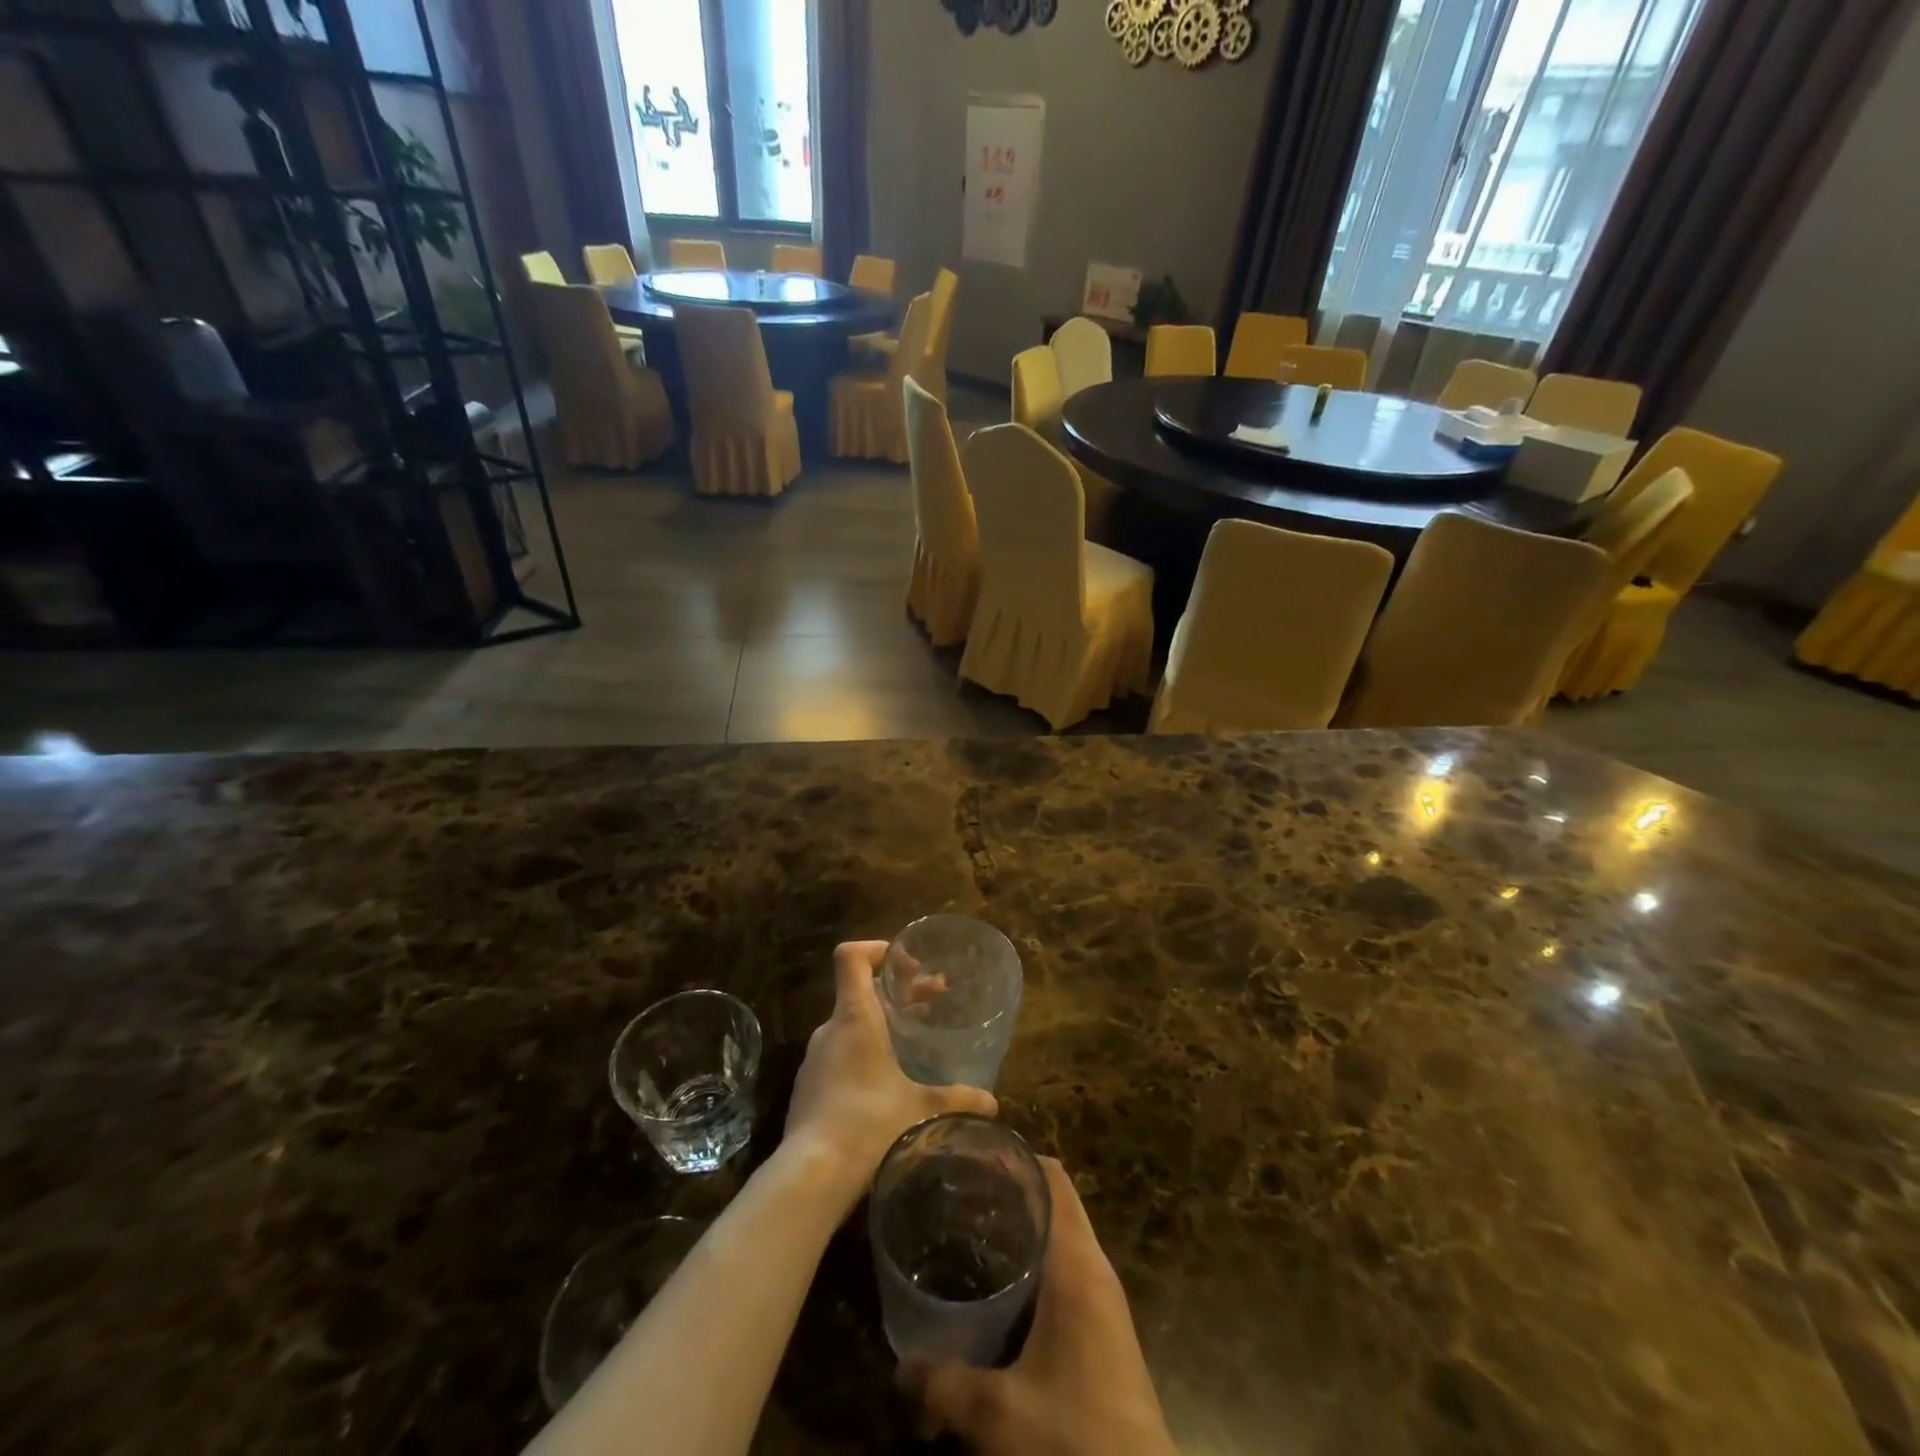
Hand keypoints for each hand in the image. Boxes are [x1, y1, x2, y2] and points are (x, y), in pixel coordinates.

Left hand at [784, 942, 995, 1197]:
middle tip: (933, 1000)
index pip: (851, 958)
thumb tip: (991, 1102)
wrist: (811, 1175)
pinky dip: (863, 1052)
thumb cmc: (868, 1124)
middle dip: (897, 992)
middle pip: (859, 991)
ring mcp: (815, 1060)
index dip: (876, 950)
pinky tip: (886, 1081)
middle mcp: (830, 1030)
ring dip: (881, 1023)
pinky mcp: (808, 1088)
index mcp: (854, 1018)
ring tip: (913, 1041)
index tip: (907, 965)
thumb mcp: (921, 1109)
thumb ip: (957, 1099)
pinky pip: (838, 1054)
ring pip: (850, 1024)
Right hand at [904, 1159, 1176, 1455]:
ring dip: (1021, 1228)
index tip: (969, 1155)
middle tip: (957, 1191)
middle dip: (1008, 1190)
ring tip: (968, 1230)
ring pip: (1060, 1237)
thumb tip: (899, 1369)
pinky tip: (998, 1290)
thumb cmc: (1075, 1437)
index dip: (1014, 1156)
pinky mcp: (1103, 1331)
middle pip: (1053, 1200)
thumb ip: (943, 1385)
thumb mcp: (998, 1415)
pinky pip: (1065, 1272)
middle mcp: (1094, 1268)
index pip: (1051, 1177)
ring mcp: (1103, 1300)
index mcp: (1076, 1262)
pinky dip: (1033, 1263)